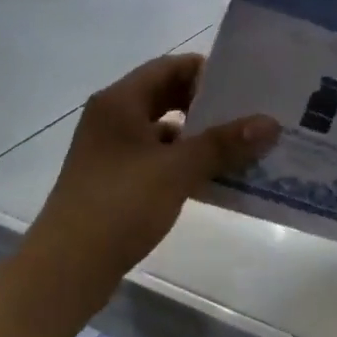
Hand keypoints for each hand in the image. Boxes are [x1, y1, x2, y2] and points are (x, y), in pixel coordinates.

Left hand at [31, 54, 279, 299]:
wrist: (66, 269)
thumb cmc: (118, 205)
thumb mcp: (176, 170)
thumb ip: (223, 143)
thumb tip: (270, 122)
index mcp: (119, 102)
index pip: (169, 67)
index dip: (206, 72)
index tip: (244, 85)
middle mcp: (112, 118)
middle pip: (166, 97)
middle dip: (207, 106)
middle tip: (249, 114)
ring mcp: (111, 151)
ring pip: (163, 131)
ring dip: (198, 137)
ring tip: (242, 146)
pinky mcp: (115, 181)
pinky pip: (157, 159)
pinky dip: (184, 163)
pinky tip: (214, 178)